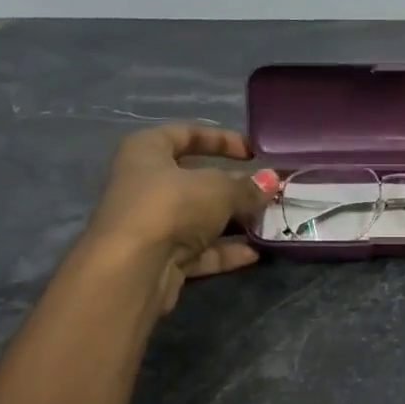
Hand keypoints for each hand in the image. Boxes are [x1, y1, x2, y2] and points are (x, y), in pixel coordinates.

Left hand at [83, 124, 271, 311]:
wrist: (133, 269)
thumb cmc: (171, 206)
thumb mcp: (218, 189)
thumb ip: (246, 186)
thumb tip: (271, 182)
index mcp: (148, 151)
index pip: (186, 134)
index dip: (221, 139)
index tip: (254, 152)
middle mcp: (146, 184)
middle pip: (196, 181)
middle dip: (235, 188)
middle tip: (269, 193)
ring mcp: (153, 224)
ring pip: (200, 219)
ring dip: (234, 222)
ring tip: (269, 224)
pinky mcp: (161, 259)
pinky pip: (199, 251)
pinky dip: (225, 251)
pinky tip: (255, 253)